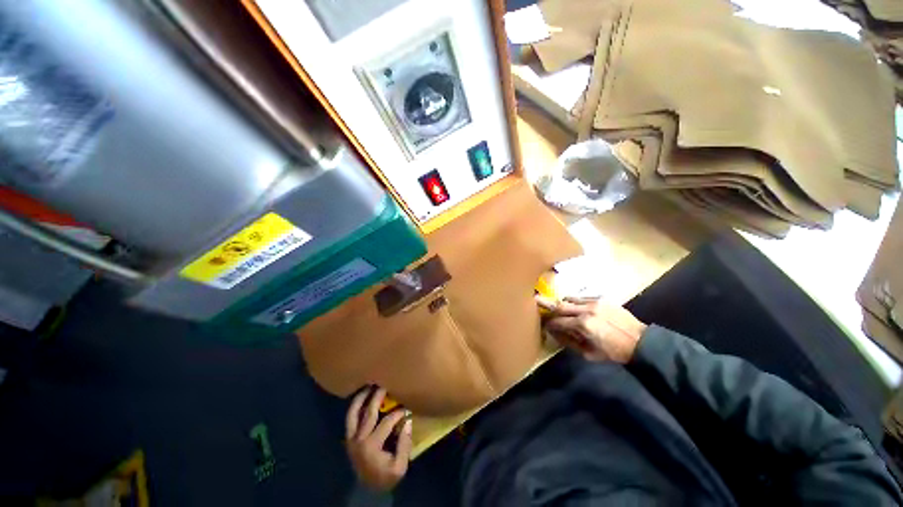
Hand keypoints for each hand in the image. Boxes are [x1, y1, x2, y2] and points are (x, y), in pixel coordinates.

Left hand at [345, 387, 412, 490]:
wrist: (367, 490)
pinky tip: (362, 397)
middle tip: (385, 383)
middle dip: (378, 396)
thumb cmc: (385, 477)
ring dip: (362, 397)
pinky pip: (350, 418)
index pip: (387, 422)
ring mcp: (351, 438)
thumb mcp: (400, 467)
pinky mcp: (348, 438)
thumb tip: (407, 421)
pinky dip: (355, 406)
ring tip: (369, 385)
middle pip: (369, 412)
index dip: (398, 413)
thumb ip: (404, 445)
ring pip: (354, 412)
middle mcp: (359, 439)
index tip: (406, 408)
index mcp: (371, 445)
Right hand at [537, 295, 646, 363]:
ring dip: (562, 303)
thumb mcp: (589, 353)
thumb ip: (569, 341)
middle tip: (535, 300)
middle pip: (559, 305)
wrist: (640, 341)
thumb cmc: (613, 352)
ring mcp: (594, 302)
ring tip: (558, 307)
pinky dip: (574, 302)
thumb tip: (554, 332)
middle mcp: (585, 310)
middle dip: (546, 304)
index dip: (548, 323)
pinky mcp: (601, 298)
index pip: (557, 321)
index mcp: (582, 325)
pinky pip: (581, 298)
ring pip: (570, 299)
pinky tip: (576, 307)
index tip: (543, 324)